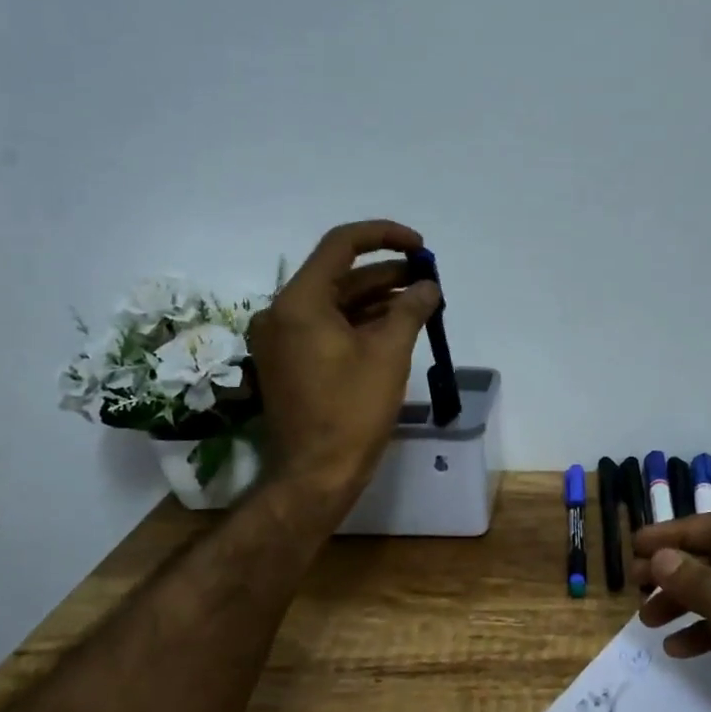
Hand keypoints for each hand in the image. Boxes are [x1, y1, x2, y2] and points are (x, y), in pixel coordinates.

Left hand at [246, 220, 441, 507]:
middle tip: (427, 278)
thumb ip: (411, 309)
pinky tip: (395, 327)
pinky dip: (359, 323)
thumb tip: (428, 286)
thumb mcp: (389, 354)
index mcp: (299, 302)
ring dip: (376, 299)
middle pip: (338, 275)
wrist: (316, 474)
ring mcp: (282, 339)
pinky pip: (327, 328)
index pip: (341, 245)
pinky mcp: (290, 361)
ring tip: (420, 301)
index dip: (384, 236)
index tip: (420, 247)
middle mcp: (281, 312)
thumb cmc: (351, 411)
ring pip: (335, 303)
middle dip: (386, 273)